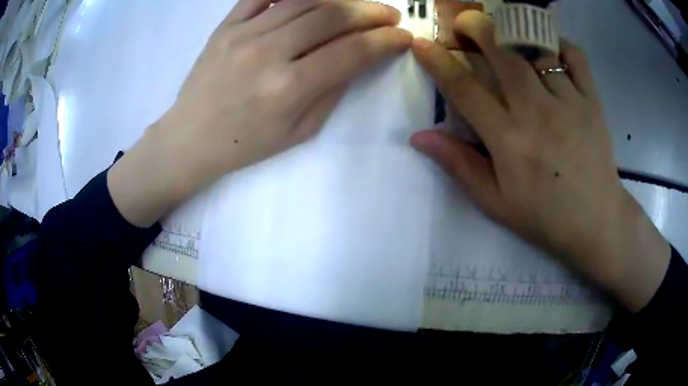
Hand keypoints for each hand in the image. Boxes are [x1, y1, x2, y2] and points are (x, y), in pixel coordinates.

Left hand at [108, 0, 411, 226]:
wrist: (189, 138)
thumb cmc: (245, 144)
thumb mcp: (298, 131)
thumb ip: (332, 90)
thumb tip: (359, 57)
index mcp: (288, 88)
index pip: (353, 51)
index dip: (386, 41)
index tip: (403, 37)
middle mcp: (268, 53)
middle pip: (332, 15)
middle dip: (371, 12)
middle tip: (390, 14)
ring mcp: (243, 34)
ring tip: (359, 5)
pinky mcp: (225, 26)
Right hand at [410, 11, 669, 311]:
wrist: (597, 222)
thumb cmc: (545, 217)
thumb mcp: (496, 202)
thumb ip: (459, 165)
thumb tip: (419, 137)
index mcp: (509, 140)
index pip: (465, 89)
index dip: (438, 62)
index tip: (421, 43)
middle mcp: (537, 112)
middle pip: (503, 54)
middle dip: (477, 29)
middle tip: (464, 21)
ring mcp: (569, 102)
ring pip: (536, 50)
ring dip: (514, 33)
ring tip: (504, 30)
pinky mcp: (592, 102)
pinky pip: (575, 57)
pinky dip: (559, 43)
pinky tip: (549, 48)